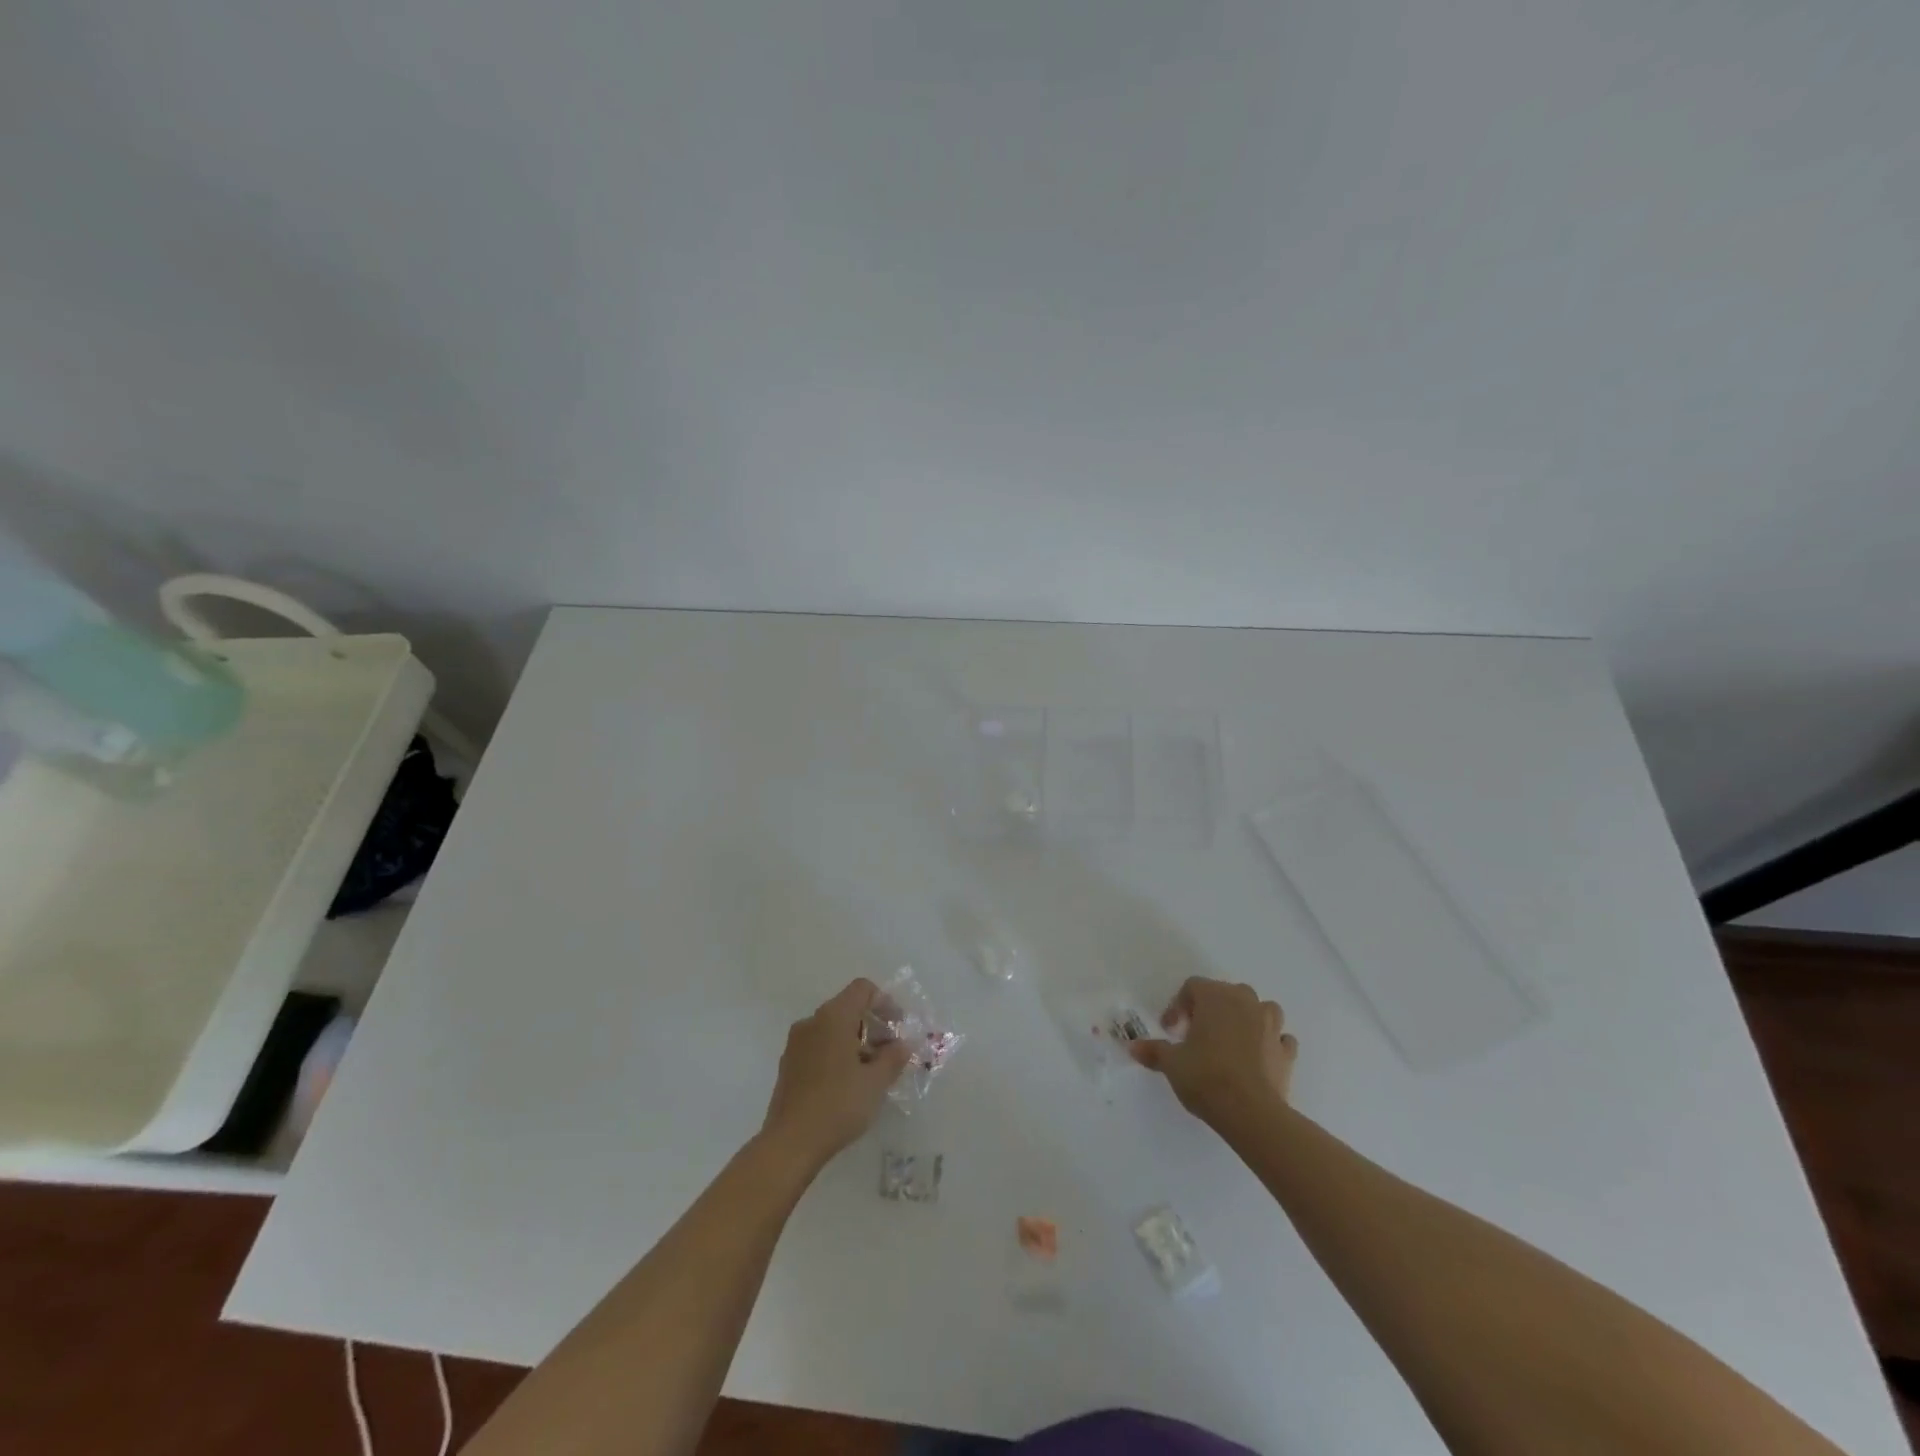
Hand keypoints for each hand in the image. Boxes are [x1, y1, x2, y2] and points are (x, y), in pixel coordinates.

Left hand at [762, 979, 911, 1166]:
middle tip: (889, 1053)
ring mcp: (796, 1043)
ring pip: (832, 1028)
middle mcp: (811, 1022)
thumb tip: (903, 1044)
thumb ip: (893, 1057)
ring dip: (855, 1041)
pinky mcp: (788, 1064)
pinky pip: (818, 1046)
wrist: (789, 1144)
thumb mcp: (875, 1083)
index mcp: (833, 1017)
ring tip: (870, 1072)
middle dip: (872, 1025)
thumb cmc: (837, 1105)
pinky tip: (846, 1084)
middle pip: (847, 1008)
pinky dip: (836, 1053)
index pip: (862, 989)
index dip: (885, 1002)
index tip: (897, 1028)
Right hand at [1130, 977, 1296, 1127]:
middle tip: (1196, 1034)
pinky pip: (1280, 1037)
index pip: (1192, 987)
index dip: (1178, 1006)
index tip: (1170, 1030)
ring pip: (1260, 1008)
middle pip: (1226, 992)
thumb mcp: (1171, 1063)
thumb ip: (1153, 1051)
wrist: (1251, 1112)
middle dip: (1211, 1009)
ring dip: (1247, 1018)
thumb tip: (1133, 1047)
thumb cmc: (1205, 1076)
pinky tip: (1259, 1056)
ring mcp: (1271, 1025)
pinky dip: (1270, 1042)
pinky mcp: (1287, 1052)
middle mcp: (1245, 1002)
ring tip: (1231, 1040)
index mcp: (1215, 996)